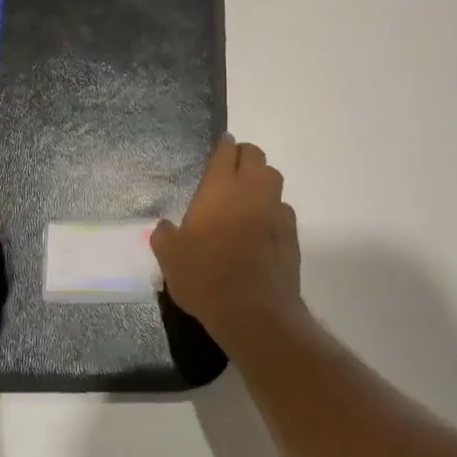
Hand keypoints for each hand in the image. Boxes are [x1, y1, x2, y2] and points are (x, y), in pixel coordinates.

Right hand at [153, 135, 302, 332]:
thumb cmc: (205, 277)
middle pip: (256, 156)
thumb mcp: (170, 258)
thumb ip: (165, 236)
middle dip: (244, 156)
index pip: (226, 151)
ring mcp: (276, 211)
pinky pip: (282, 210)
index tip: (220, 146)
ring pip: (273, 179)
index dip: (223, 146)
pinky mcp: (292, 233)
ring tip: (246, 198)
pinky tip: (261, 229)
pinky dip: (272, 212)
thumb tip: (164, 227)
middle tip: (231, 170)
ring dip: (261, 181)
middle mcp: (252, 191)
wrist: (253, 311)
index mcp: (220, 188)